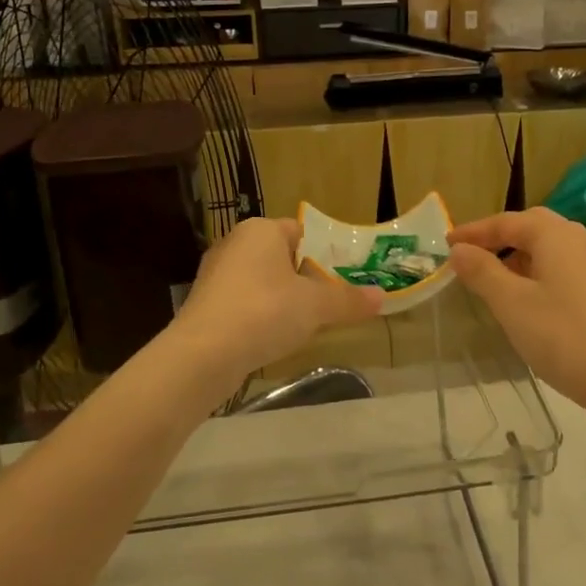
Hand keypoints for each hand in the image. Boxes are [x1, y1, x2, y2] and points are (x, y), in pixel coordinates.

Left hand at [171, 217, 382, 382]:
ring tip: (305, 323)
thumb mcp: (316, 306)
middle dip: (304, 278)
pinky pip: (244, 303)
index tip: (342, 277)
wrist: (203, 355)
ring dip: (282, 299)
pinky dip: (260, 316)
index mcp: (260, 230)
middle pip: (281, 256)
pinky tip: (272, 338)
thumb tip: (382, 297)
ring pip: (262, 281)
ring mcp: (215, 274)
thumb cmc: (264, 313)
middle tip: (329, 302)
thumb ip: (348, 299)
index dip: (324, 253)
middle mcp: (234, 244)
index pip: (301, 231)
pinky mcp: (205, 304)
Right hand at [449, 208, 585, 411]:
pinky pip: (563, 267)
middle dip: (499, 238)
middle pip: (532, 227)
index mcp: (556, 235)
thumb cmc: (561, 335)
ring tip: (492, 278)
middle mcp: (580, 240)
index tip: (447, 244)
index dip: (474, 231)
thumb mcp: (511, 303)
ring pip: (549, 248)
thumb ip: (482, 271)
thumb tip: (460, 250)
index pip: (507, 222)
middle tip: (469, 254)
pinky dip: (537, 272)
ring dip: (518, 256)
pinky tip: (526, 298)